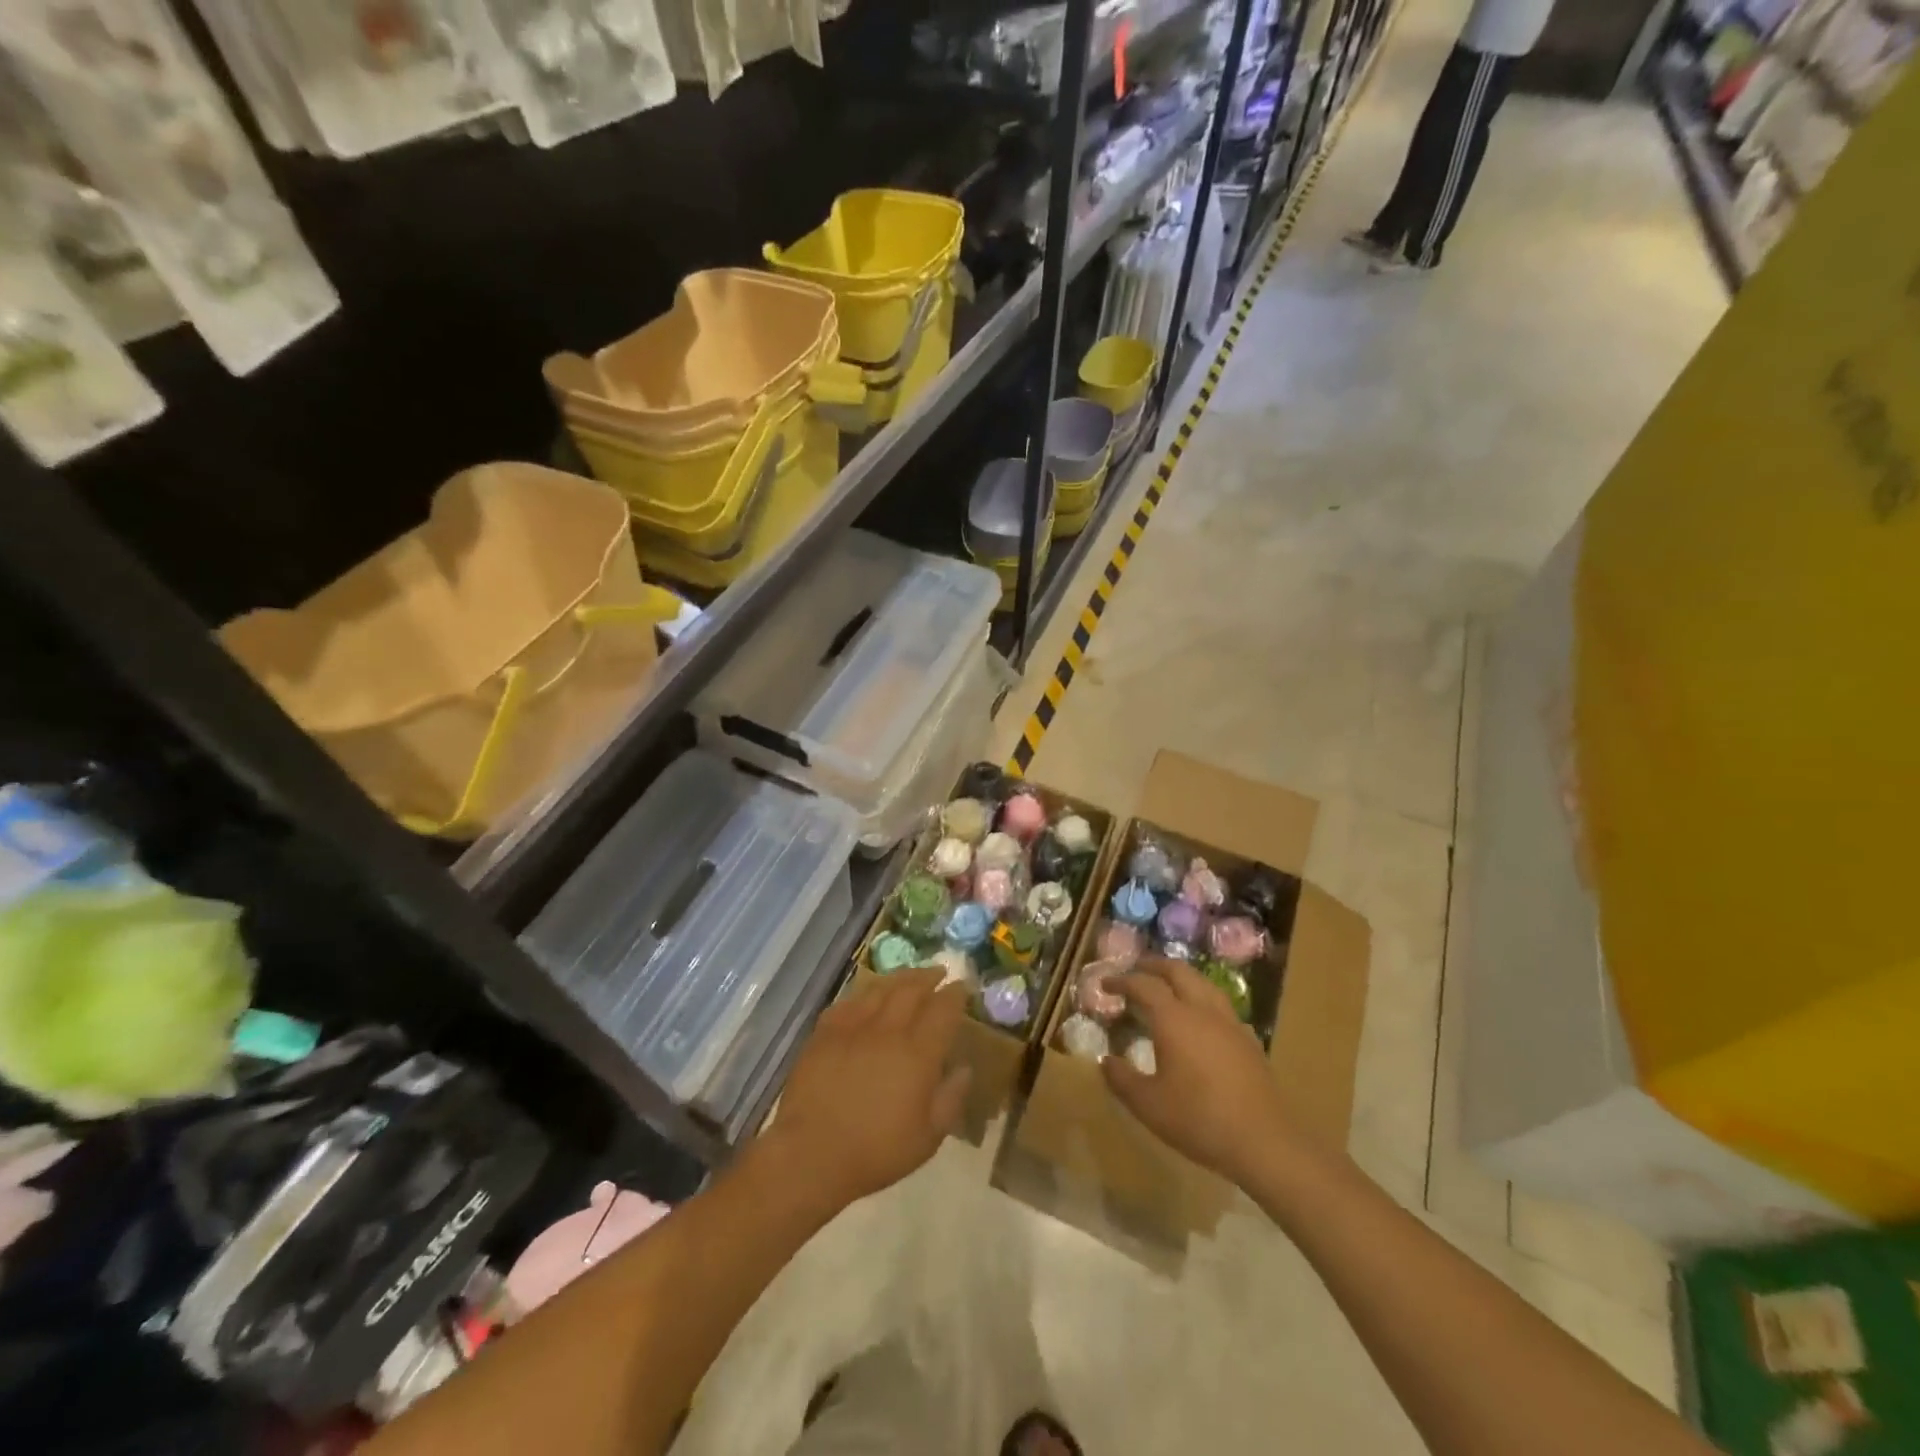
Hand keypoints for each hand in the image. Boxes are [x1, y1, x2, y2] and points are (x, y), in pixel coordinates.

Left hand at [770, 968, 971, 1209]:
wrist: (812, 1153)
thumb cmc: (876, 1151)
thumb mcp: (928, 1137)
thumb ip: (951, 1098)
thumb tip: (964, 1068)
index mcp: (918, 1052)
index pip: (943, 1009)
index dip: (955, 994)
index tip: (962, 986)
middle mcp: (888, 1029)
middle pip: (912, 989)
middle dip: (929, 977)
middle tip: (939, 972)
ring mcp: (853, 1026)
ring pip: (880, 988)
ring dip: (899, 978)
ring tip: (909, 976)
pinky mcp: (825, 1031)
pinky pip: (849, 1001)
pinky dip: (864, 994)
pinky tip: (867, 997)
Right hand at [1101, 957, 1297, 1187]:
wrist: (1263, 1141)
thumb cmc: (1199, 1119)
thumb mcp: (1148, 1104)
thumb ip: (1121, 1079)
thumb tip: (1106, 1061)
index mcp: (1174, 1019)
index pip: (1143, 985)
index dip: (1122, 981)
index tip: (1105, 983)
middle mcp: (1202, 1010)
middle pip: (1178, 971)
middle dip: (1154, 965)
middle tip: (1137, 968)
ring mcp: (1229, 1023)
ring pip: (1203, 983)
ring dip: (1181, 976)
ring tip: (1168, 984)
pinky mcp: (1248, 1040)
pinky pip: (1220, 1004)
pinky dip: (1201, 997)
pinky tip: (1200, 1017)